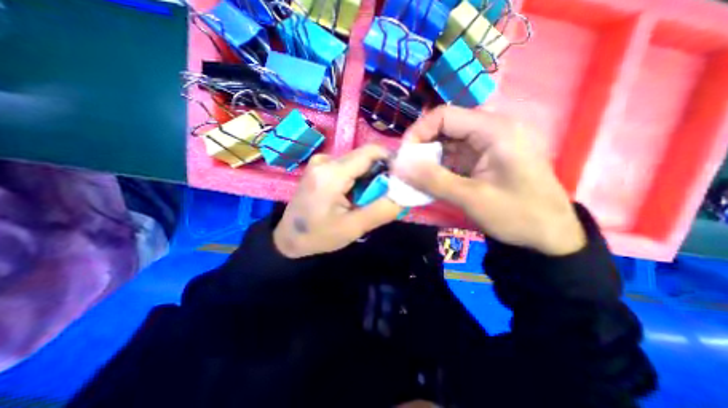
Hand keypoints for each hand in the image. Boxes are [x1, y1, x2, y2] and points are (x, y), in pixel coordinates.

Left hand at [274, 144, 403, 256]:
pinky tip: (352, 195)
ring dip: (368, 177)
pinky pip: (347, 166)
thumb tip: (404, 194)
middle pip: (364, 156)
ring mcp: (320, 161)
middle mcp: (325, 160)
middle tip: (382, 196)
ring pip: (357, 161)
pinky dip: (357, 178)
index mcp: (332, 173)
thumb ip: (382, 210)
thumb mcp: (353, 228)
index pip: (371, 151)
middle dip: (379, 173)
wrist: (288, 238)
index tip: (399, 178)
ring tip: (365, 199)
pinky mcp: (319, 167)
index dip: (391, 160)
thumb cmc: (319, 236)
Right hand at [393, 106, 583, 254]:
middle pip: (444, 127)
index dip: (418, 132)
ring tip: (414, 177)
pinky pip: (454, 156)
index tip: (403, 157)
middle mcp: (491, 130)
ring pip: (447, 143)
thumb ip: (433, 180)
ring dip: (428, 159)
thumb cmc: (518, 215)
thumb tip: (398, 166)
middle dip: (421, 147)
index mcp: (494, 130)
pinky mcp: (484, 158)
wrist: (550, 235)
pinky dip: (438, 167)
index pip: (444, 115)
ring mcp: (487, 144)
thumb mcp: (471, 198)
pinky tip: (430, 181)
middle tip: (406, 169)